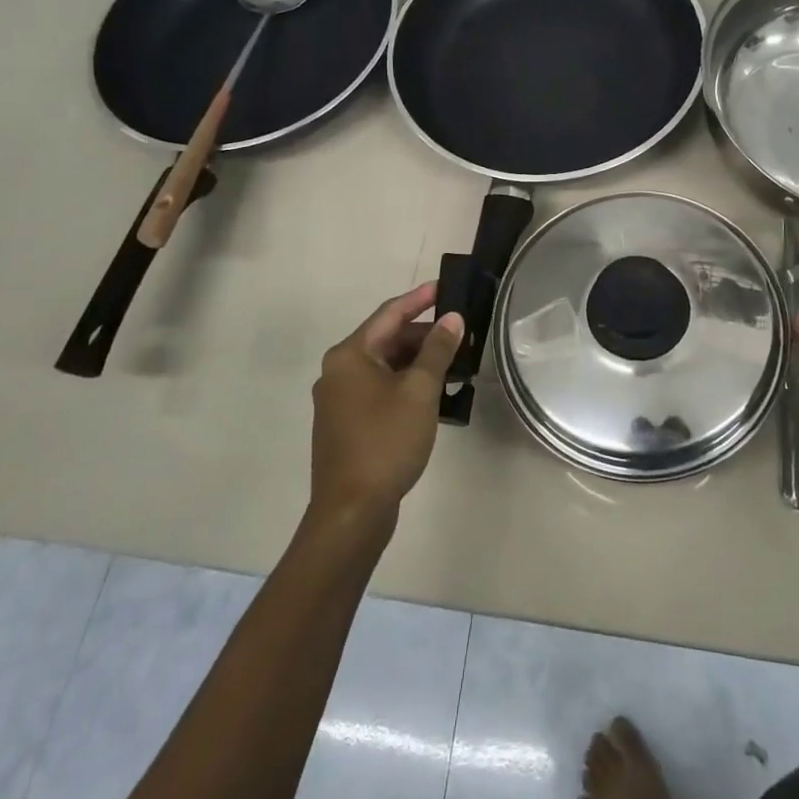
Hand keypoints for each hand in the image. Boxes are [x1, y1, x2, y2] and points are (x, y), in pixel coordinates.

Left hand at [310, 282, 463, 525]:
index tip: (446, 286)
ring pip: (385, 367)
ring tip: (455, 364)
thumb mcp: (420, 391)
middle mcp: (338, 371)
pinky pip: (380, 390)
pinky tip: (435, 395)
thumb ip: (437, 350)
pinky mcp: (346, 424)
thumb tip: (453, 319)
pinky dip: (406, 385)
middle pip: (386, 340)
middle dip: (424, 335)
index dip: (420, 298)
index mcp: (349, 356)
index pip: (389, 314)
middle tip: (461, 334)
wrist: (351, 511)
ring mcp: (339, 400)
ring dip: (418, 363)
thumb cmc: (385, 441)